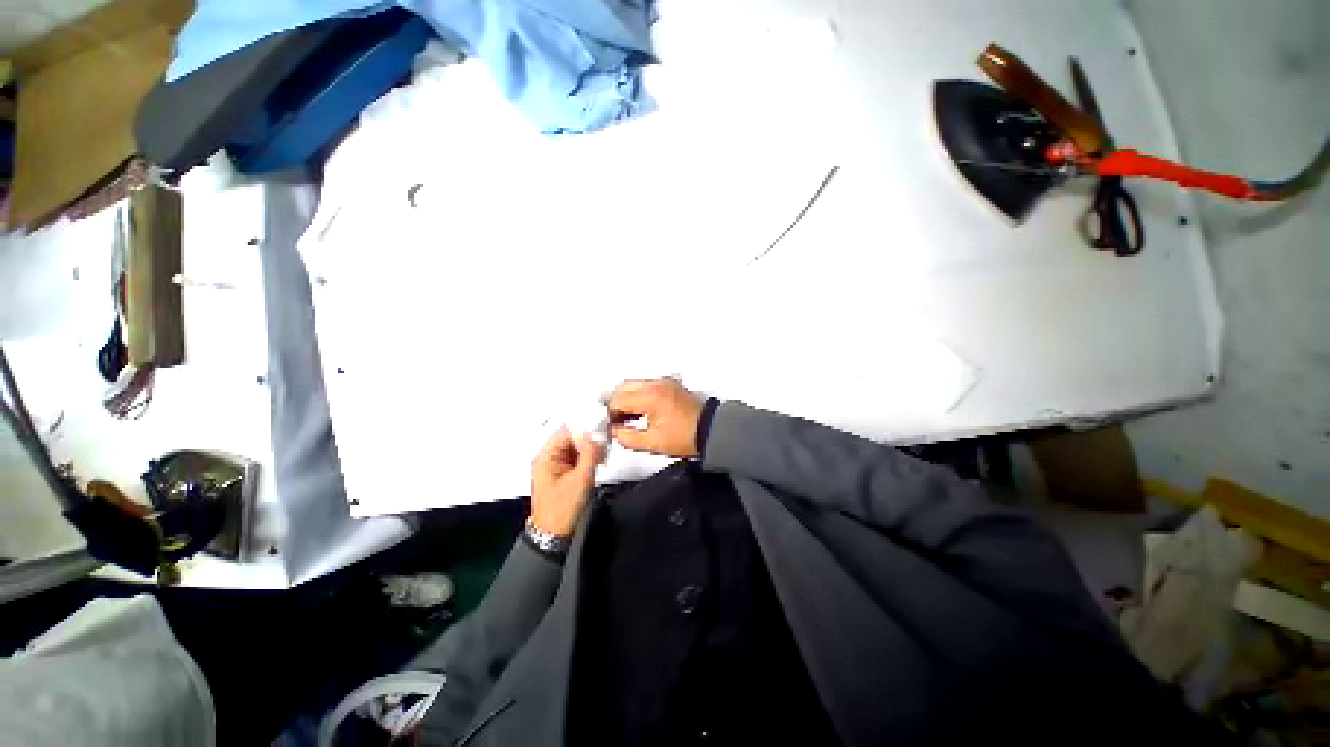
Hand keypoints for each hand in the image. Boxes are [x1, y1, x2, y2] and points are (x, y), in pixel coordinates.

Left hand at [530, 427, 601, 537]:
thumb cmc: (562, 510)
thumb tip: (592, 435)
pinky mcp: (560, 473)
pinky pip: (574, 457)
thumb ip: (588, 454)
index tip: (599, 429)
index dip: (583, 429)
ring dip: (588, 449)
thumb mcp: (581, 479)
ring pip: (573, 447)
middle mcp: (547, 458)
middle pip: (569, 438)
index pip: (565, 432)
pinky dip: (585, 457)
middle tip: (603, 444)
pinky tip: (596, 461)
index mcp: (545, 457)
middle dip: (587, 440)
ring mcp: (553, 466)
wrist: (554, 535)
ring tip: (601, 455)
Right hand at [607, 379, 704, 457]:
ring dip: (626, 399)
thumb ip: (627, 437)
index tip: (611, 427)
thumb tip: (615, 431)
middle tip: (615, 421)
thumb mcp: (653, 444)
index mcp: (650, 397)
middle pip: (623, 387)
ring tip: (627, 418)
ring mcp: (664, 382)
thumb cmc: (688, 436)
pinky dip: (638, 395)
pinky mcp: (670, 385)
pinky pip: (646, 385)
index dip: (609, 415)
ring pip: (634, 384)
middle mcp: (656, 384)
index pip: (617, 400)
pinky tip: (640, 411)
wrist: (712, 431)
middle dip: (614, 404)